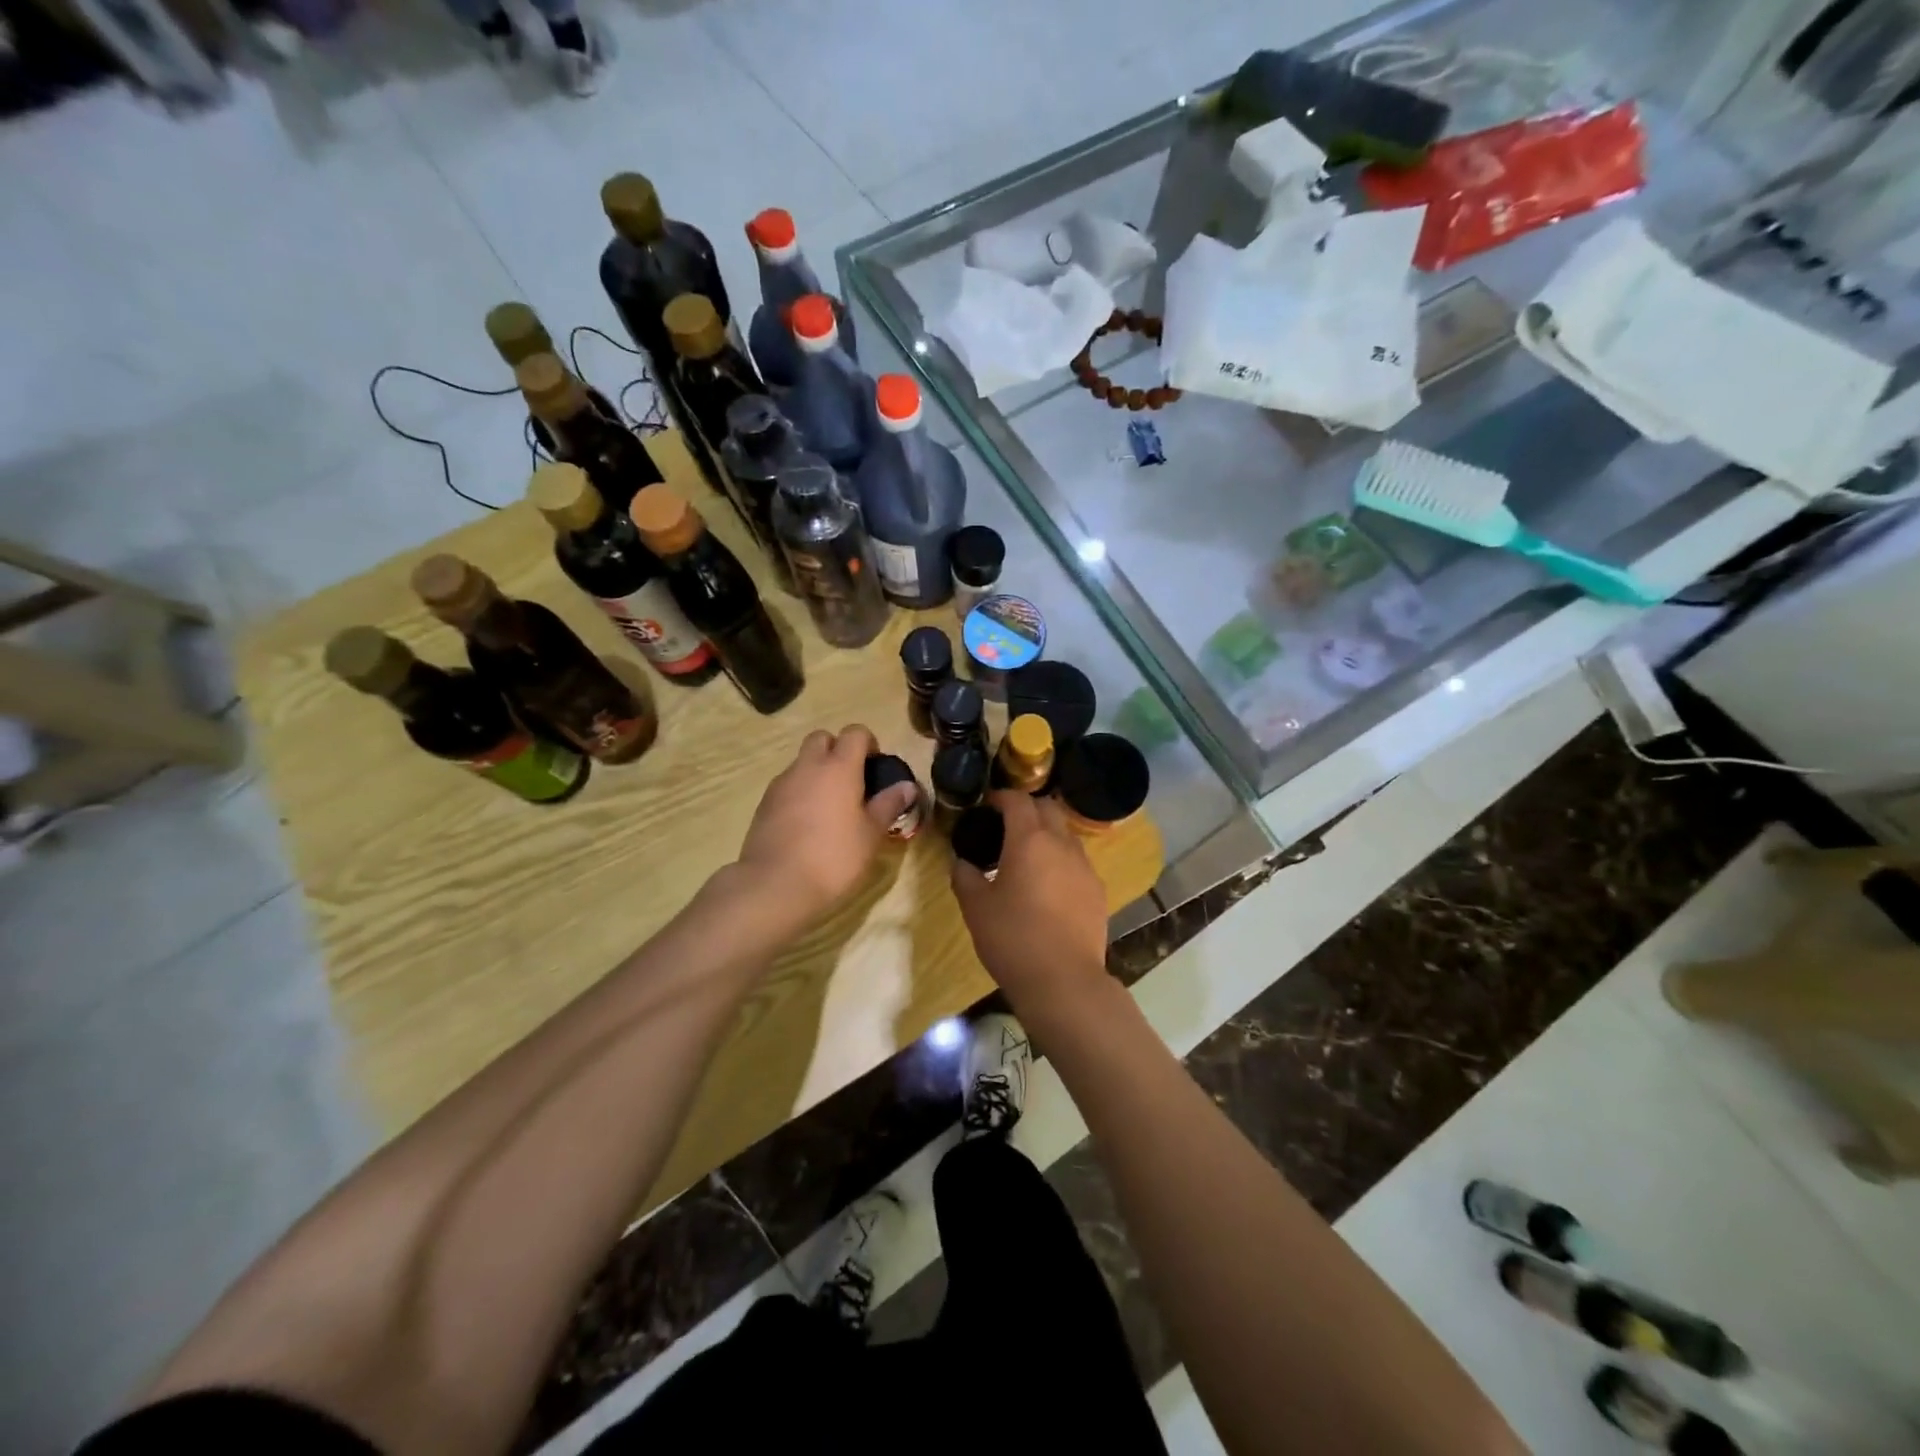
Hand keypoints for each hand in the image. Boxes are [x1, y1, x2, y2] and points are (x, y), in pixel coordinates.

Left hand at [735, 725, 917, 921]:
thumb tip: (907, 786)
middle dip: (838, 750)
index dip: (868, 743)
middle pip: (822, 738)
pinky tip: (808, 824)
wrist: (775, 884)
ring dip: (817, 772)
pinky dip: (800, 793)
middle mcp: (807, 766)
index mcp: (839, 767)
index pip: (855, 732)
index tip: (876, 767)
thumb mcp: (871, 834)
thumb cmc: (834, 857)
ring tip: (830, 807)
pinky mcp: (764, 804)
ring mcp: (782, 784)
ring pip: (802, 762)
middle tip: (852, 781)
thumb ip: (889, 805)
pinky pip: (787, 785)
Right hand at [951, 791, 1110, 1022]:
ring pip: (1066, 834)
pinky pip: (1077, 862)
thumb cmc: (1013, 938)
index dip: (1001, 797)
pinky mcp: (1098, 891)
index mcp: (1029, 840)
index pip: (1018, 800)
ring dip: (1047, 834)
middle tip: (1006, 825)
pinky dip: (1061, 861)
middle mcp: (1062, 844)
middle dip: (1027, 809)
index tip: (987, 804)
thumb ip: (965, 877)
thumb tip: (961, 863)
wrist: (1064, 981)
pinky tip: (1048, 886)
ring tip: (1027, 856)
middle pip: (1048, 809)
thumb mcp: (976, 908)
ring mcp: (1085, 867)